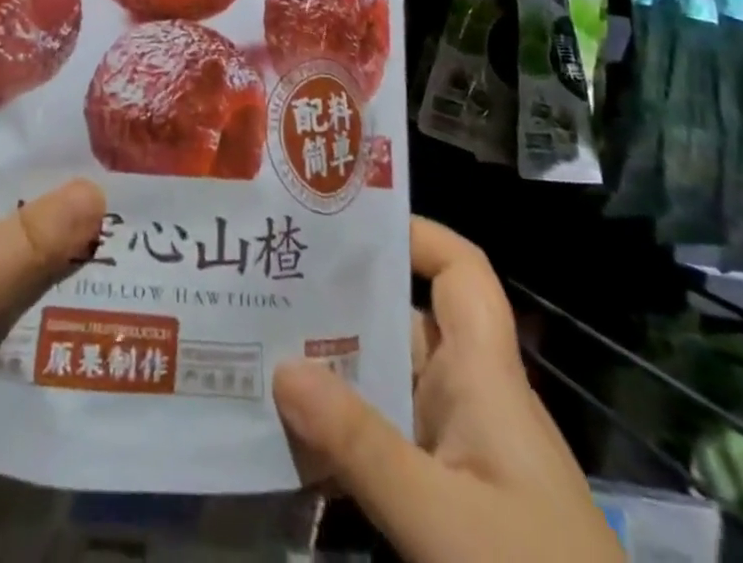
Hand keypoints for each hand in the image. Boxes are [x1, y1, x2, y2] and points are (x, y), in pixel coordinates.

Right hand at [272, 218, 622, 562]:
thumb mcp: (442, 520)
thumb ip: (359, 444)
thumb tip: (280, 366)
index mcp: (485, 377)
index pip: (461, 273)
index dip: (415, 233)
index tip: (347, 224)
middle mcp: (469, 399)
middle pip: (404, 321)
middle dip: (340, 301)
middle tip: (267, 284)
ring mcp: (458, 455)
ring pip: (387, 384)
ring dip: (331, 371)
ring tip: (257, 350)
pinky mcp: (446, 504)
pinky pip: (384, 443)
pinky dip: (340, 435)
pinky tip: (288, 440)